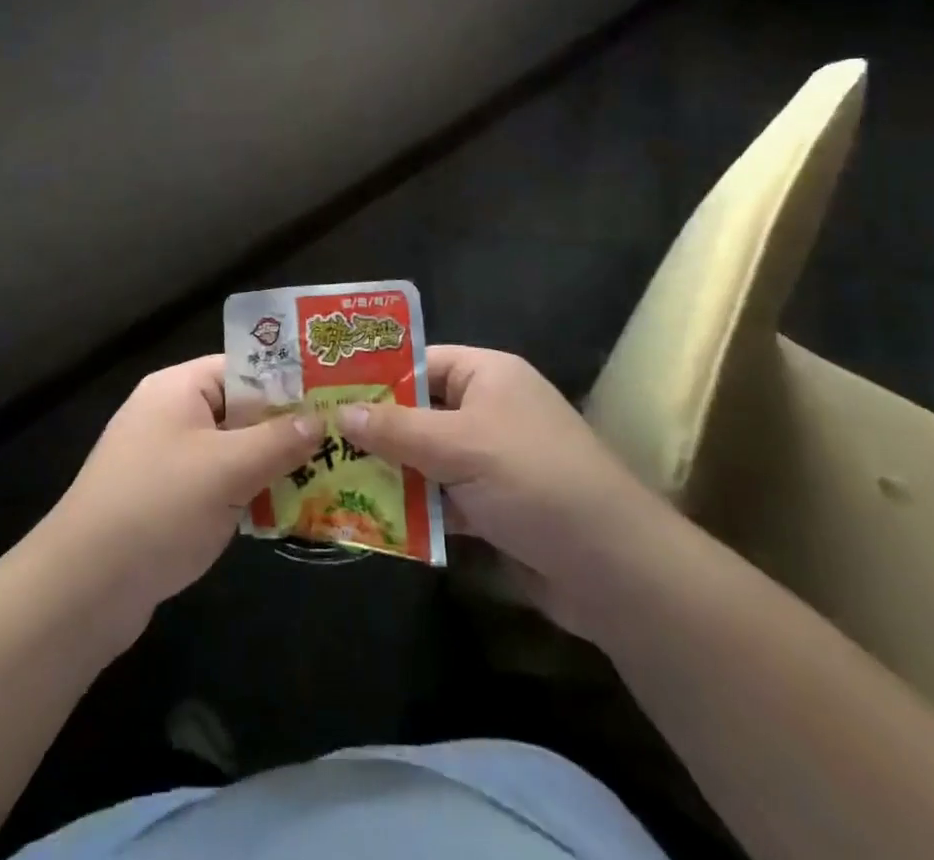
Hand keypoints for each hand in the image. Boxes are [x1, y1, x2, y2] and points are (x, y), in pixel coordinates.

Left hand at [45, 355, 320, 620]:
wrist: (83, 587)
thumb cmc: (158, 507)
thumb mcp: (227, 469)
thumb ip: (278, 441)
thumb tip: (320, 419)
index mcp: (178, 388)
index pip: (244, 368)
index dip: (288, 382)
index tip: (334, 400)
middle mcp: (170, 414)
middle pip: (240, 410)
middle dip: (286, 430)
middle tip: (340, 443)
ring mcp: (164, 459)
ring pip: (231, 451)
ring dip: (269, 467)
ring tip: (327, 479)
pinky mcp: (164, 500)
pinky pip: (216, 484)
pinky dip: (246, 495)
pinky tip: (285, 513)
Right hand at [337, 345, 676, 639]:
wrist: (615, 569)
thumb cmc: (534, 480)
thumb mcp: (459, 446)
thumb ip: (396, 429)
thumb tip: (339, 412)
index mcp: (487, 376)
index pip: (420, 363)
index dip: (375, 376)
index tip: (326, 393)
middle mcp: (489, 410)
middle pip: (419, 413)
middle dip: (375, 431)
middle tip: (318, 441)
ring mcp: (492, 461)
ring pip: (426, 459)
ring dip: (389, 474)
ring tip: (329, 481)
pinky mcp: (494, 507)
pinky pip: (441, 498)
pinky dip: (414, 509)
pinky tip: (372, 521)